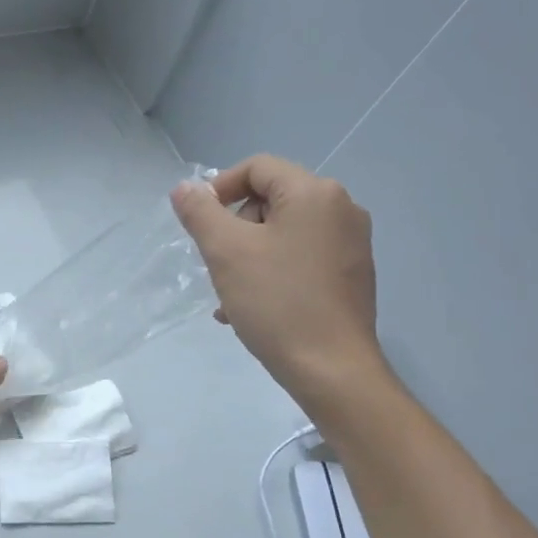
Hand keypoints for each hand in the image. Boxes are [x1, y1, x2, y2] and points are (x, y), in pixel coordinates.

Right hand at [171, 155, 386, 415]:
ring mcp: (351, 244)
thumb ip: (200, 212)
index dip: (219, 188)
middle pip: (271, 199)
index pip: (257, 168)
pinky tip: (251, 307)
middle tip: (218, 263)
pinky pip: (301, 257)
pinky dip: (272, 271)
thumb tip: (185, 188)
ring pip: (283, 233)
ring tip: (228, 294)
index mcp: (315, 194)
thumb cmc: (276, 302)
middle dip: (236, 227)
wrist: (331, 369)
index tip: (198, 224)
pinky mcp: (351, 274)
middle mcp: (341, 209)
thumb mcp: (225, 251)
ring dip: (248, 255)